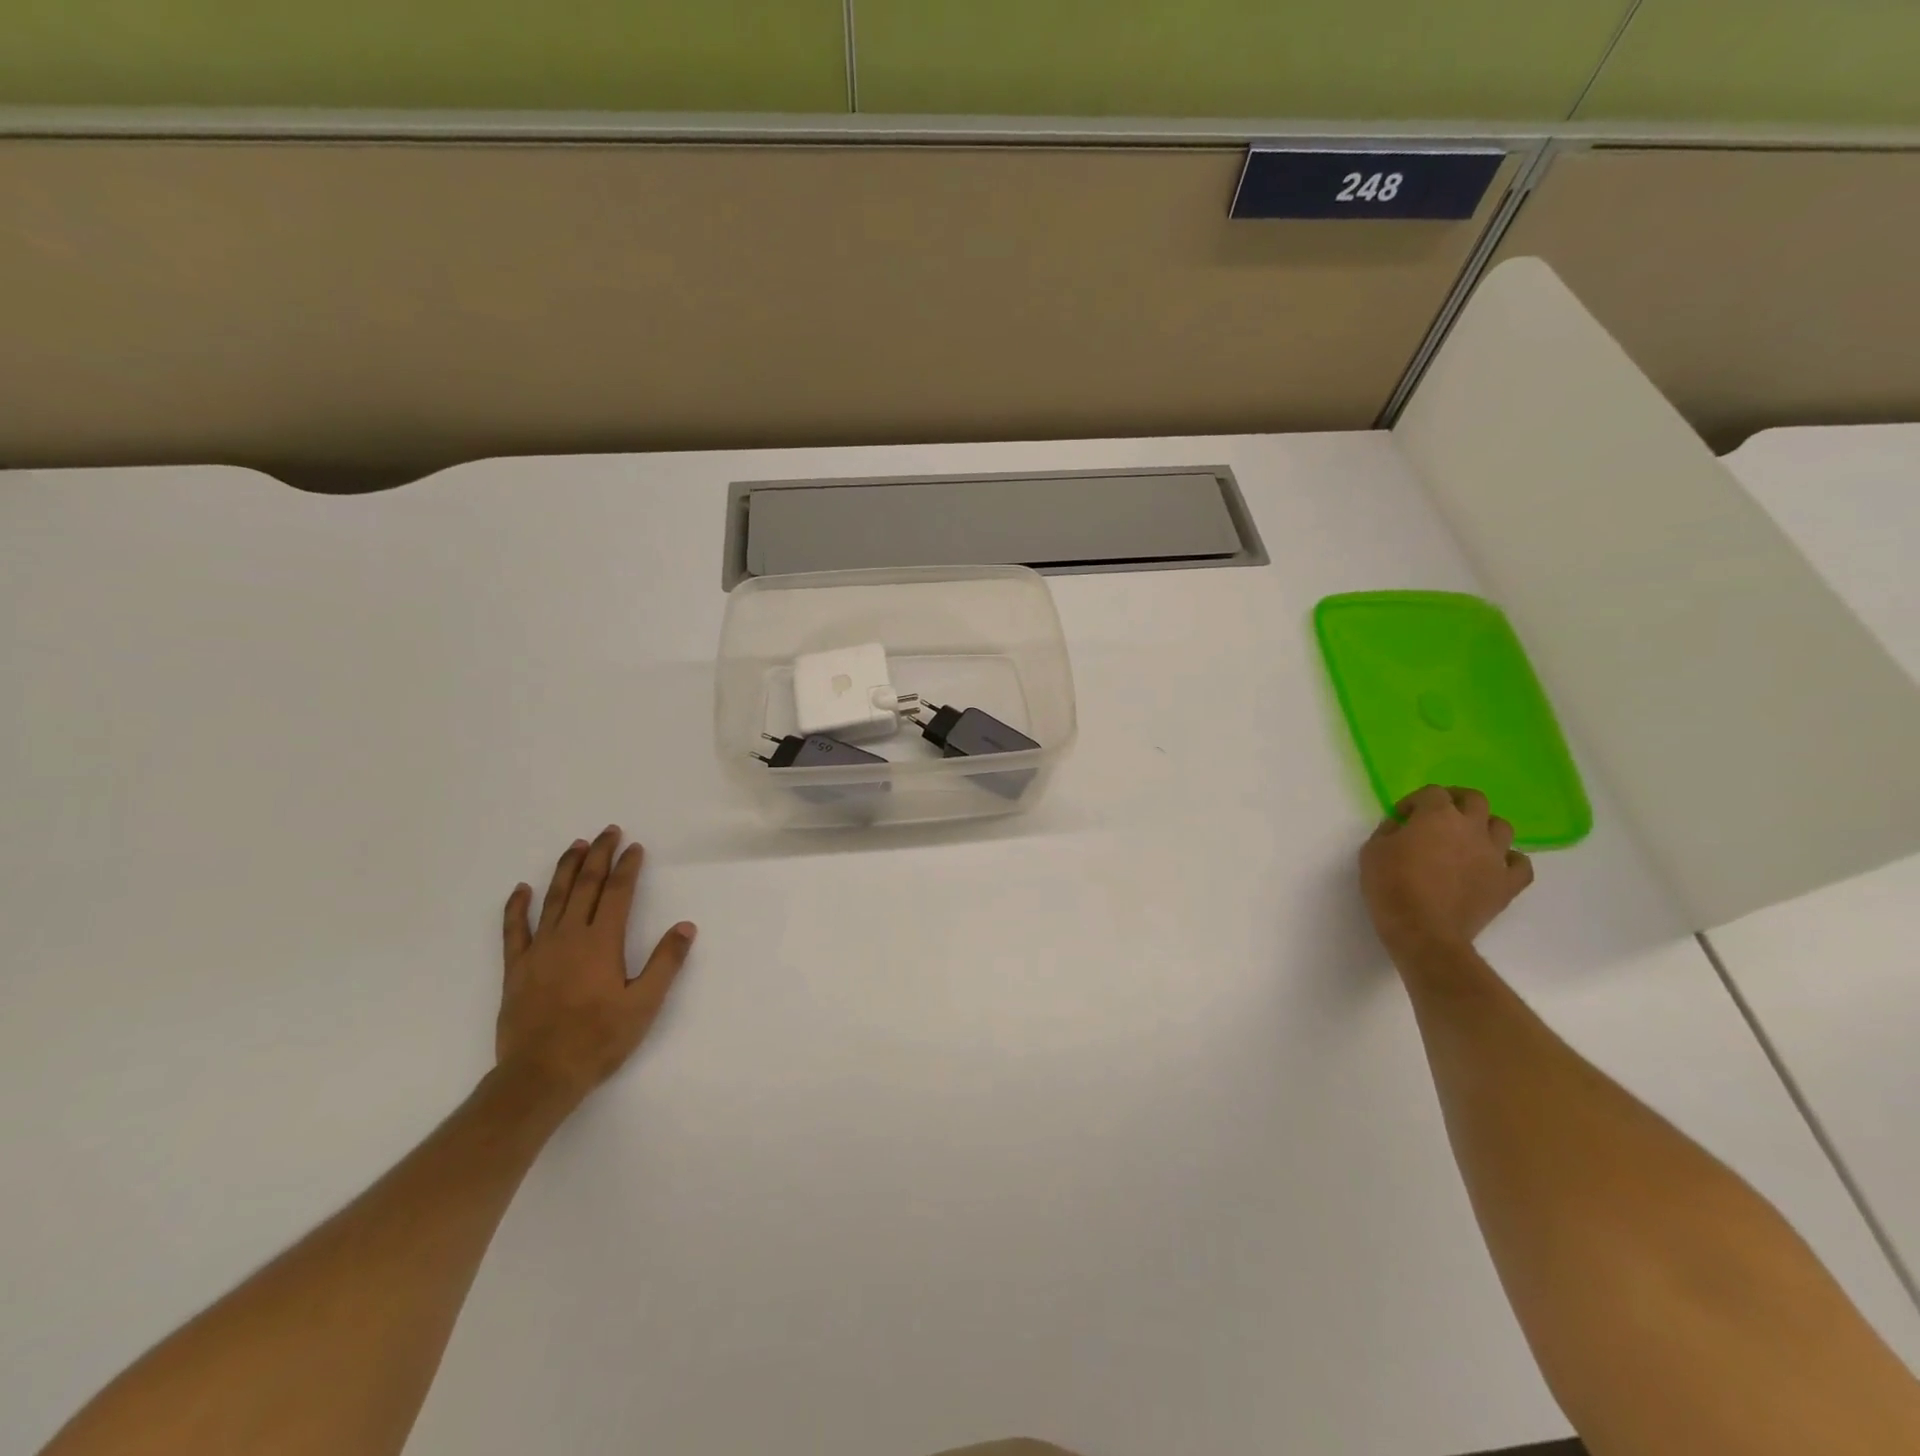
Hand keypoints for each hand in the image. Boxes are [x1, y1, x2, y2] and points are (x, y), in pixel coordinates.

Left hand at [496, 826, 695, 1108]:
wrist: (540, 1075)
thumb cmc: (599, 1039)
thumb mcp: (644, 1004)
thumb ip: (665, 962)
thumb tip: (685, 926)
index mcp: (602, 942)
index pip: (617, 893)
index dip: (627, 867)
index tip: (635, 847)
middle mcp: (569, 936)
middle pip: (586, 885)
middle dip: (598, 855)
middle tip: (608, 832)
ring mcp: (539, 950)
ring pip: (554, 898)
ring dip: (566, 869)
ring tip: (576, 845)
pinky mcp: (517, 968)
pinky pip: (514, 930)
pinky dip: (517, 907)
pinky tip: (522, 889)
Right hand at [1359, 785, 1533, 960]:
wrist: (1422, 930)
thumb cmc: (1391, 886)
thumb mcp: (1372, 851)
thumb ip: (1390, 830)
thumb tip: (1403, 826)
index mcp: (1437, 816)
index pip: (1432, 792)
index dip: (1415, 801)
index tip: (1402, 816)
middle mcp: (1472, 828)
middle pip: (1475, 799)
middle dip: (1456, 801)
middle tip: (1440, 816)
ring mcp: (1495, 855)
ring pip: (1502, 827)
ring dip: (1484, 828)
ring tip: (1467, 841)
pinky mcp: (1508, 883)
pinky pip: (1520, 863)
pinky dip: (1508, 860)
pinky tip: (1493, 866)